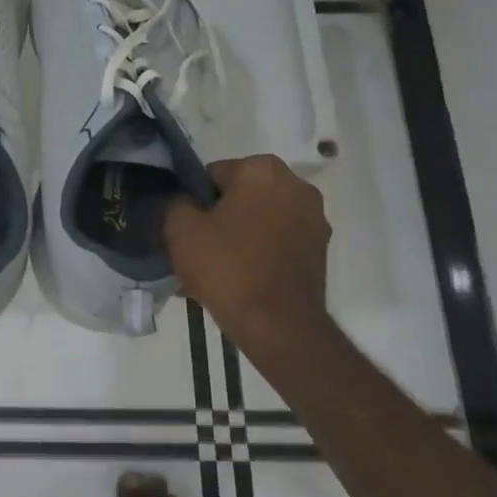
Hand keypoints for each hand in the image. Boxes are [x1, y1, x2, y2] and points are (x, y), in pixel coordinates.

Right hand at [164, 155, 333, 361]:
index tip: (187, 230)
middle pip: (240, 195)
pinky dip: (261, 253)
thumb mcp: (180, 230)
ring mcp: (314, 219)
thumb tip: (182, 201)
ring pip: (260, 219)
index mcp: (262, 170)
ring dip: (240, 235)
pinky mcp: (321, 250)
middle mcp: (296, 185)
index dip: (194, 201)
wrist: (279, 326)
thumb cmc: (228, 268)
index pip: (213, 174)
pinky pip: (278, 241)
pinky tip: (242, 280)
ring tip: (219, 270)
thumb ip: (175, 202)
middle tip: (199, 250)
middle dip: (220, 217)